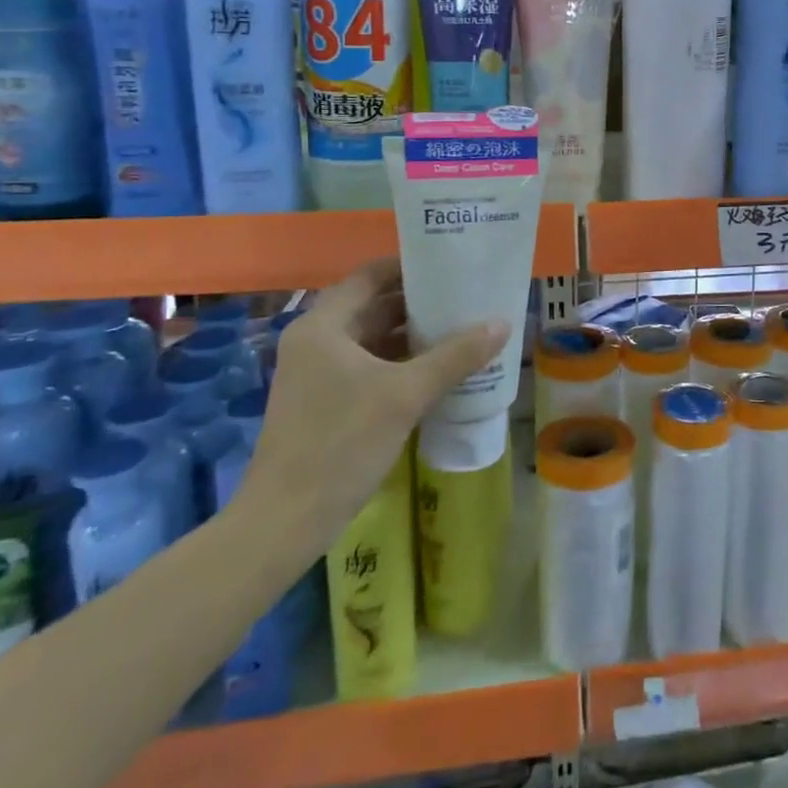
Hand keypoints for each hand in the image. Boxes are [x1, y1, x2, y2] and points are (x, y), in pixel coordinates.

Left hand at [246, 259, 506, 547]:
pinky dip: (402, 364)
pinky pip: (370, 368)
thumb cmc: (341, 444)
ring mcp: (319, 374)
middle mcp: (317, 341)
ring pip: (374, 340)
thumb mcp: (406, 395)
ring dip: (414, 336)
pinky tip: (440, 370)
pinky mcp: (327, 403)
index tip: (452, 265)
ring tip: (463, 328)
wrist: (285, 523)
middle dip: (419, 303)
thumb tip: (502, 323)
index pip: (370, 276)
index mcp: (323, 326)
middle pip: (374, 306)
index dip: (410, 267)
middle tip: (467, 297)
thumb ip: (455, 356)